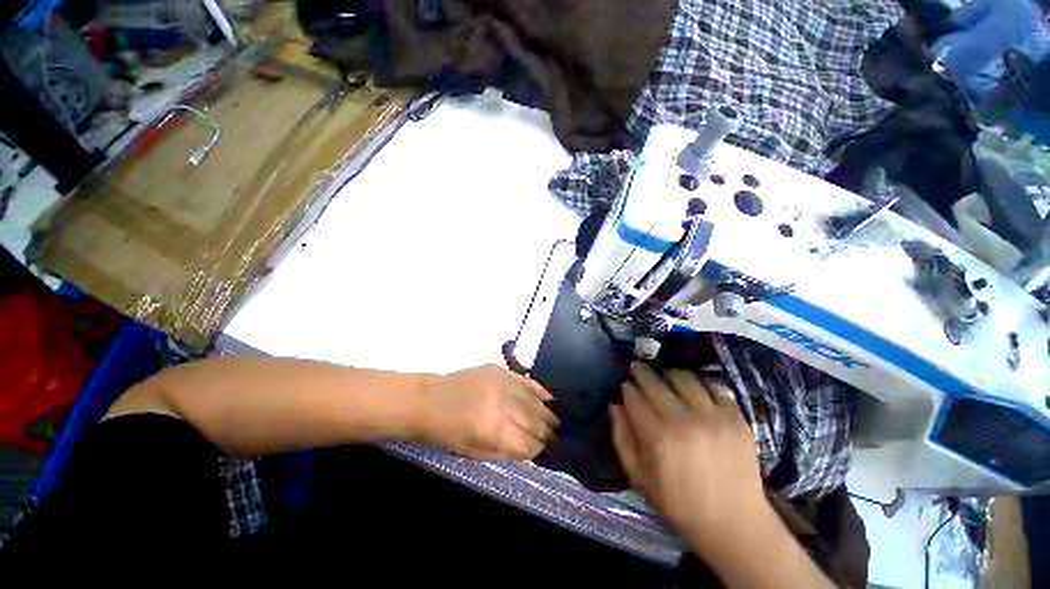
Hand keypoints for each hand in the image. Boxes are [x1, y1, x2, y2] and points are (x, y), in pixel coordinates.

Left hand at [417, 365, 557, 460]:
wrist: (430, 402)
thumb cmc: (448, 434)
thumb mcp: (475, 453)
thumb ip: (507, 452)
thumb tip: (532, 450)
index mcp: (495, 431)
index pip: (529, 443)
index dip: (541, 449)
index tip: (549, 451)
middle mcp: (503, 406)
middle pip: (536, 421)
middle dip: (548, 431)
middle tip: (557, 436)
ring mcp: (503, 385)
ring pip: (534, 400)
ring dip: (547, 412)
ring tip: (556, 420)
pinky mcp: (500, 371)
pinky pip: (525, 380)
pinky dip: (539, 389)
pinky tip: (549, 396)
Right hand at [610, 363, 769, 550]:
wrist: (735, 522)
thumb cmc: (679, 502)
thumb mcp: (638, 477)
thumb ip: (621, 438)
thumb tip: (615, 405)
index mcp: (657, 436)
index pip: (633, 396)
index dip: (626, 387)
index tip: (624, 385)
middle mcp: (683, 420)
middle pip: (654, 382)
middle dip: (641, 373)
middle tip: (637, 370)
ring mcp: (712, 416)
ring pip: (683, 377)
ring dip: (668, 375)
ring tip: (665, 379)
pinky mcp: (735, 417)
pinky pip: (713, 386)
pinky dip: (700, 384)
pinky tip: (694, 391)